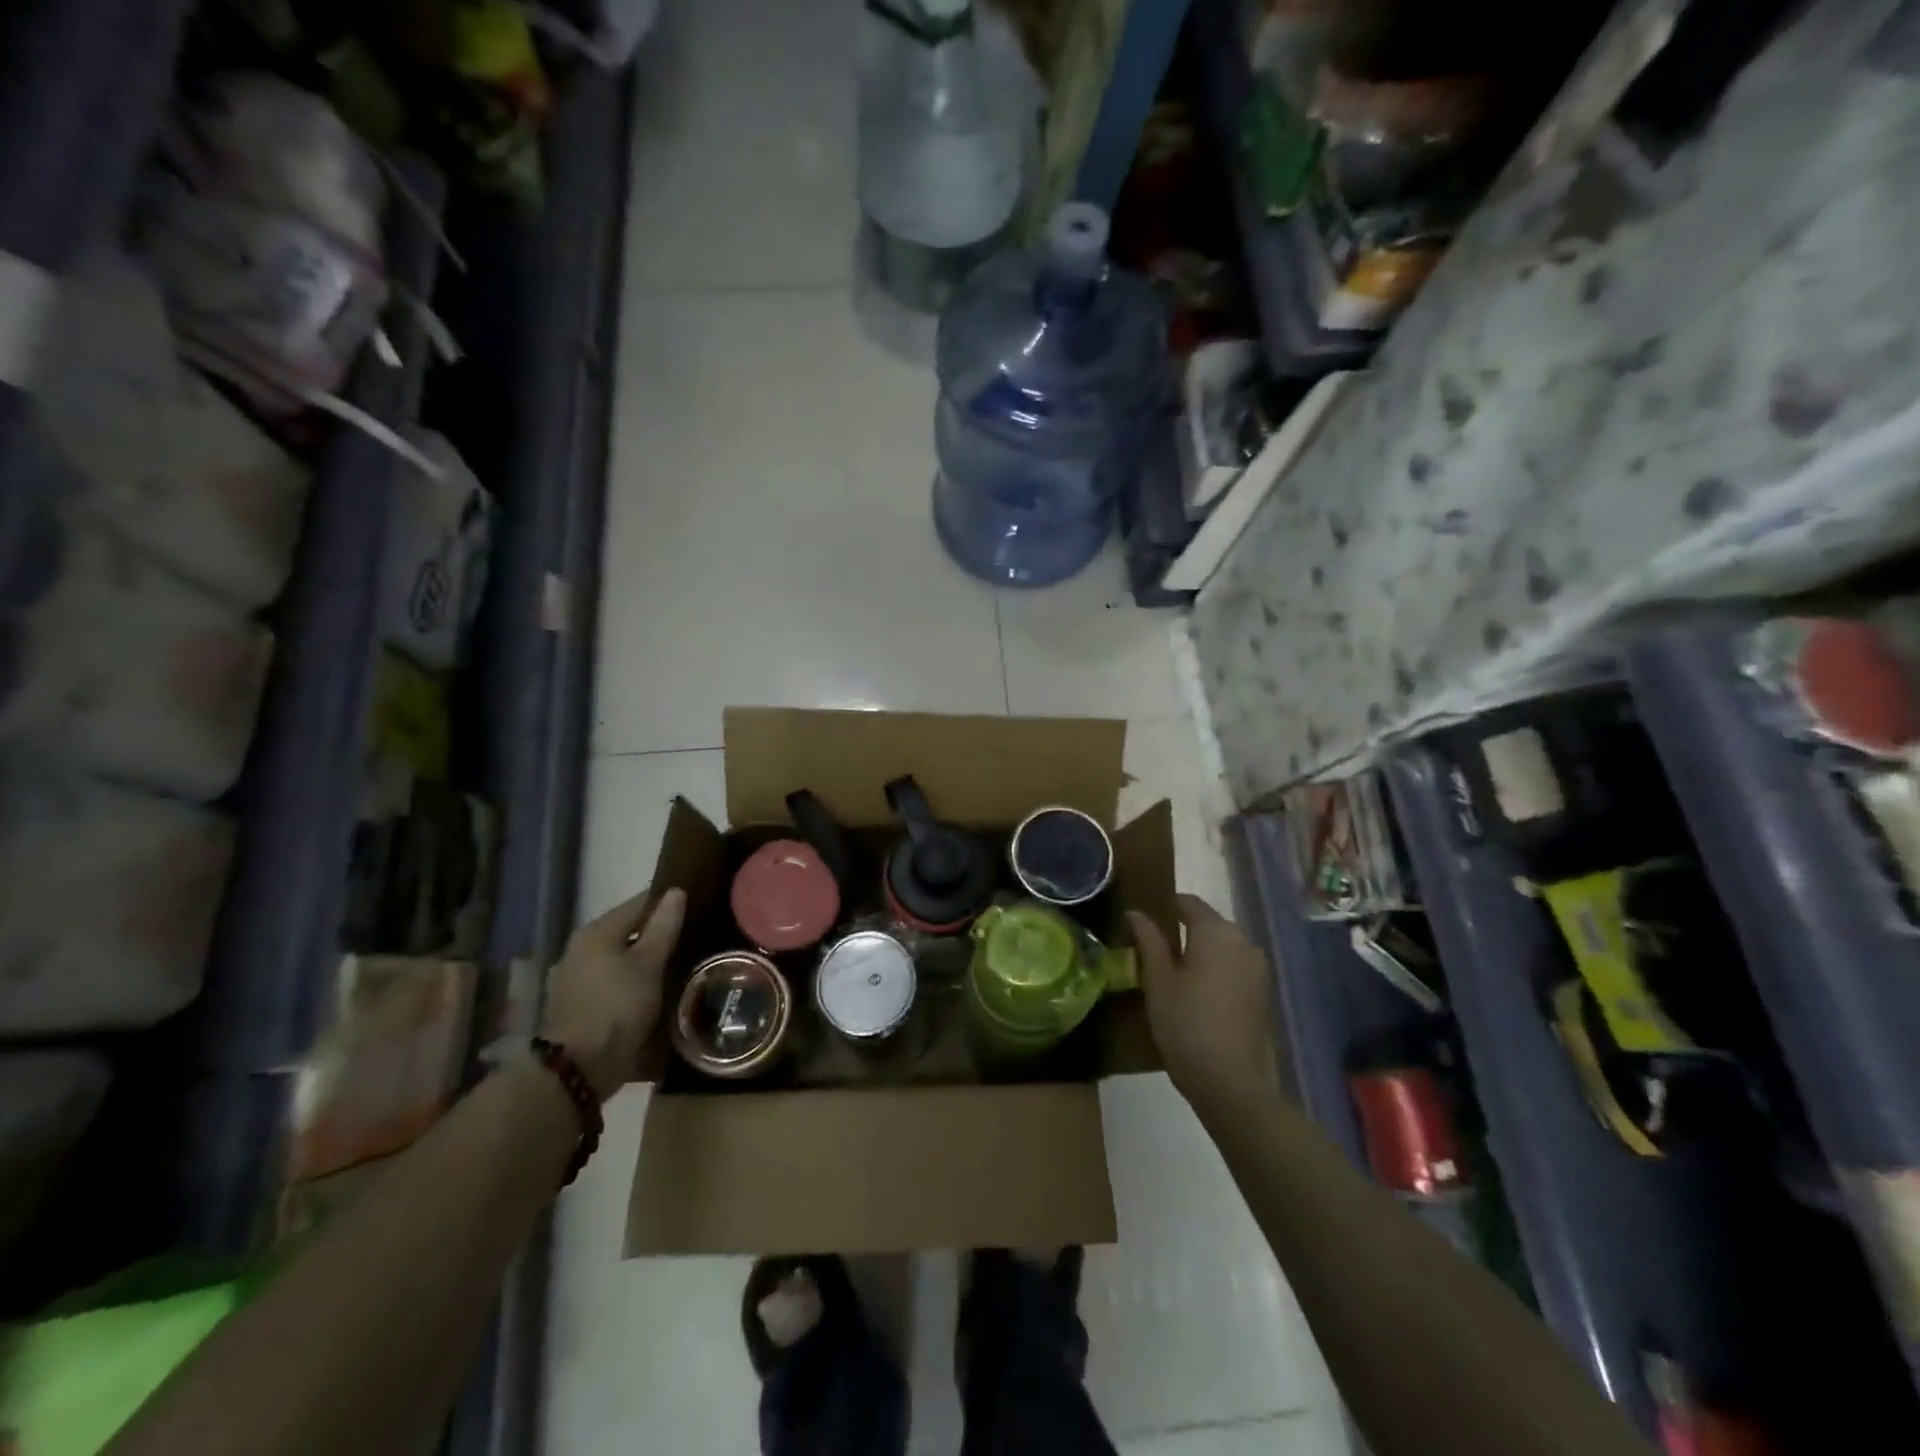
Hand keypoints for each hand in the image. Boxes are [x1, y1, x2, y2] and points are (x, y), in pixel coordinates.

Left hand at [542, 888, 686, 1100]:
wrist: (579, 1068)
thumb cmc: (617, 1006)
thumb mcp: (649, 964)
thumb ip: (663, 926)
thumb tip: (675, 892)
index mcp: (597, 931)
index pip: (639, 903)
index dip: (668, 903)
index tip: (696, 908)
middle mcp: (582, 948)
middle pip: (629, 930)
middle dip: (659, 933)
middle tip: (693, 938)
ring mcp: (577, 977)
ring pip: (622, 956)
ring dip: (647, 959)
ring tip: (680, 964)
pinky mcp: (580, 1003)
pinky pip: (614, 979)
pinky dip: (634, 979)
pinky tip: (656, 989)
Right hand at [1128, 894, 1282, 1118]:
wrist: (1232, 1083)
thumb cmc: (1186, 1023)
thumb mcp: (1158, 980)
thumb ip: (1148, 940)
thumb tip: (1136, 913)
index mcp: (1217, 931)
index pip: (1188, 903)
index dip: (1163, 906)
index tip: (1141, 920)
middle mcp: (1243, 942)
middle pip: (1208, 924)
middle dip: (1181, 931)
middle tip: (1150, 949)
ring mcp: (1257, 970)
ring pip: (1221, 948)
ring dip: (1198, 953)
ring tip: (1169, 973)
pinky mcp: (1262, 994)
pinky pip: (1233, 969)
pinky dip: (1213, 972)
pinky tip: (1193, 993)